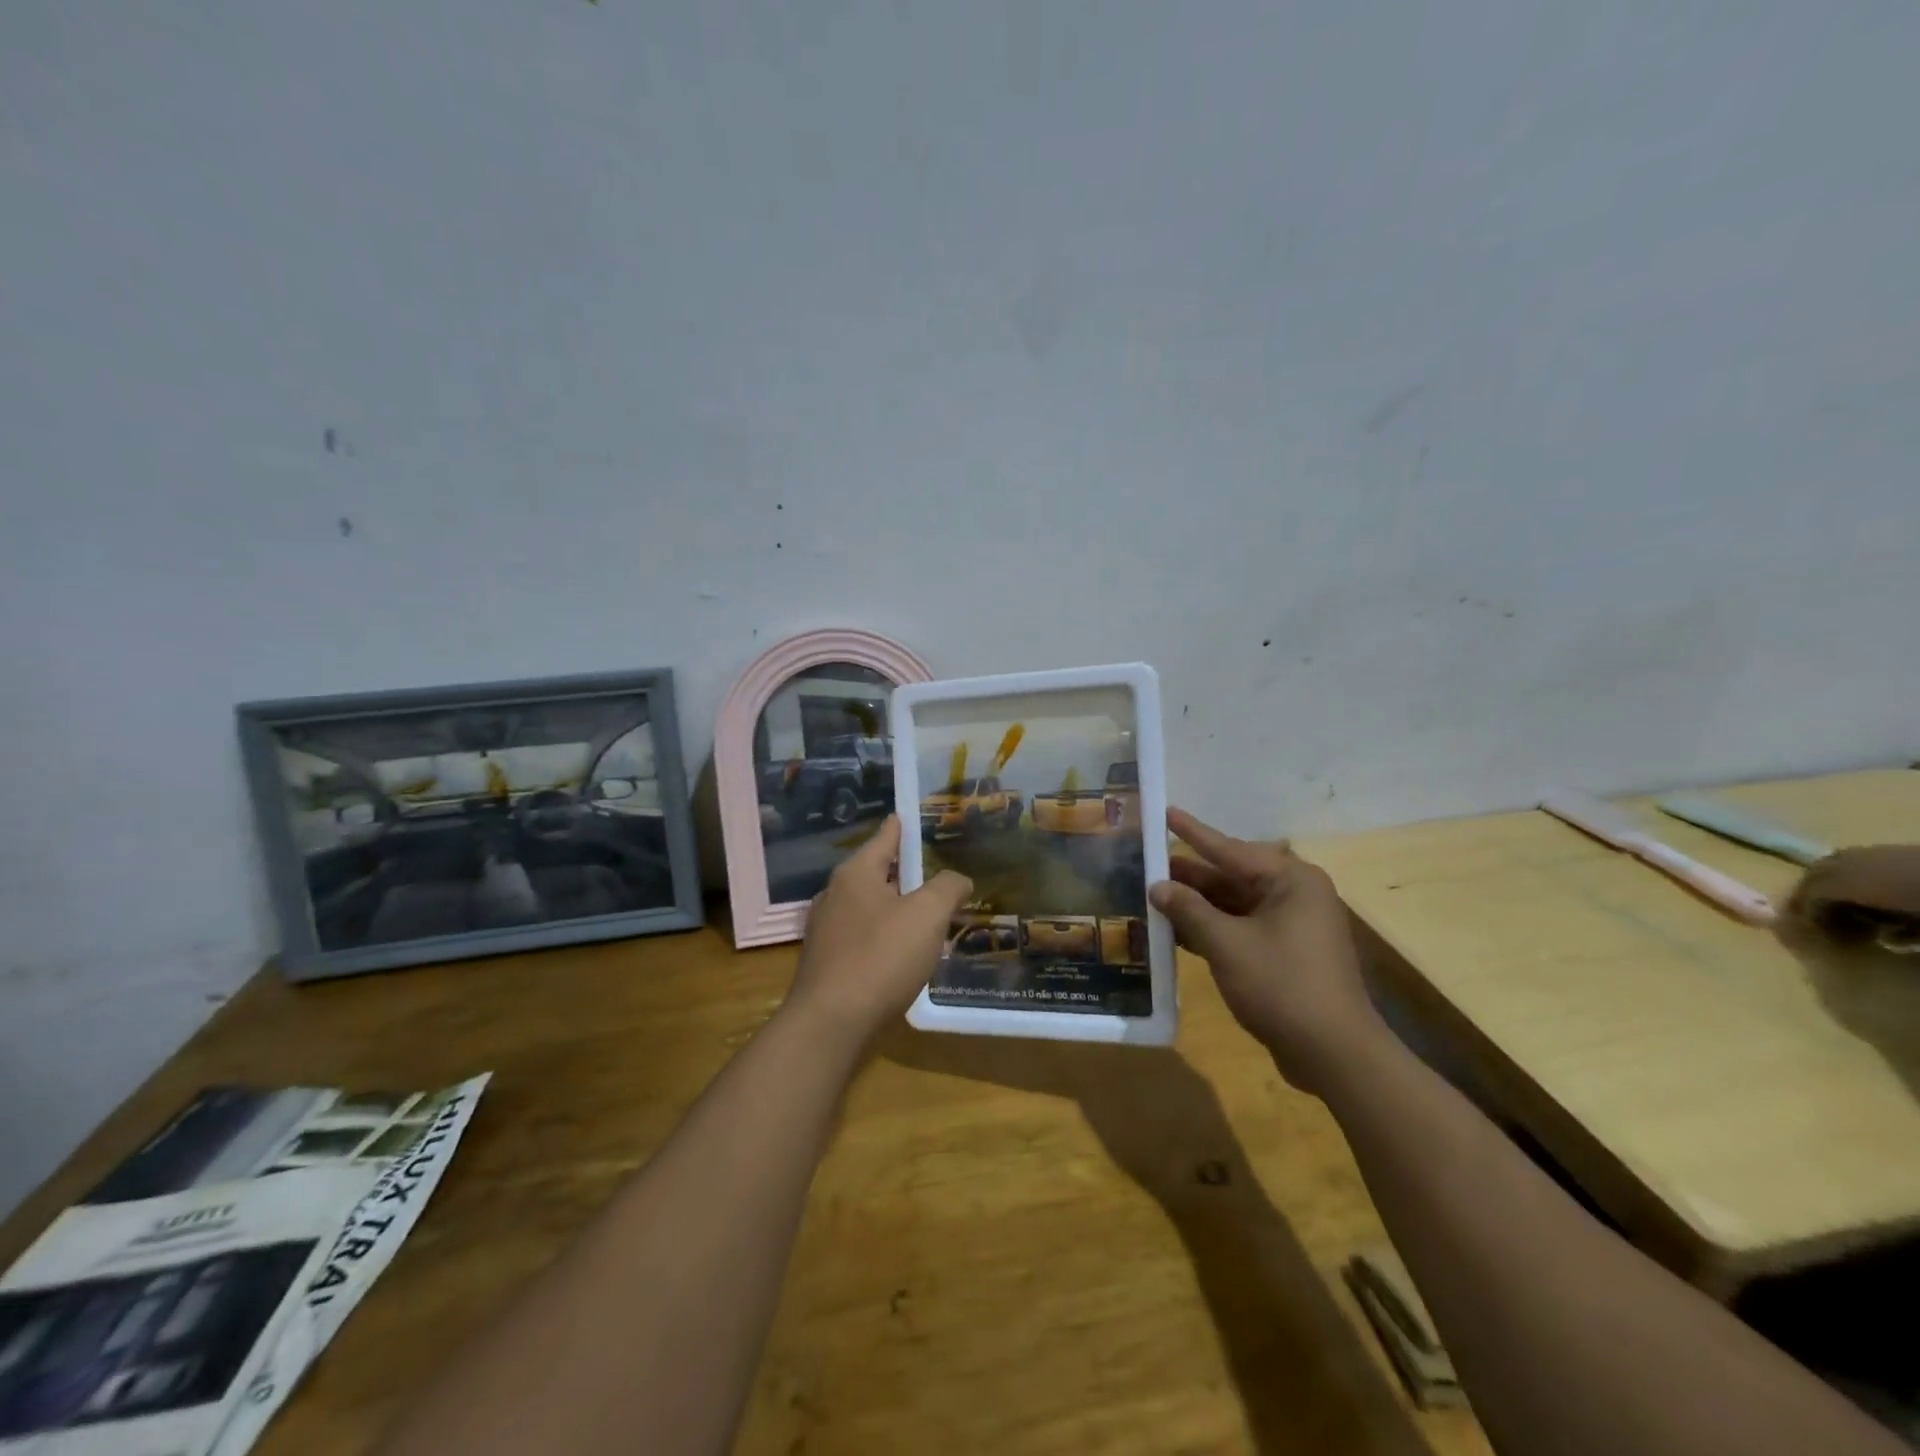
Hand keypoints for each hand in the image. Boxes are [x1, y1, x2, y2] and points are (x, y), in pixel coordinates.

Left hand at [784, 816, 973, 1045]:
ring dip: (899, 907)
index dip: (905, 826)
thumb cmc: (881, 957)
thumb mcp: (927, 915)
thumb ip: (947, 888)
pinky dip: (886, 935)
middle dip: (907, 871)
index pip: (886, 836)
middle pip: (878, 871)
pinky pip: (864, 935)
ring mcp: (827, 929)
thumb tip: (958, 879)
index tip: (915, 816)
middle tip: (939, 871)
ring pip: (871, 906)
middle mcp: (836, 893)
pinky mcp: (827, 961)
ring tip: (930, 913)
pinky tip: (905, 952)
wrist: (831, 1023)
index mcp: (856, 873)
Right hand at [1149, 808, 1384, 1093]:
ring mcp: (1291, 926)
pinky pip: (1241, 929)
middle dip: (1189, 875)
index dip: (1193, 832)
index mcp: (1290, 881)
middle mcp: (1294, 895)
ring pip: (1234, 905)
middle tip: (1147, 863)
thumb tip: (1158, 886)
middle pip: (1231, 877)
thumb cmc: (1281, 986)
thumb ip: (1189, 910)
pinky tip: (1176, 932)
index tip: (1165, 812)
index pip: (1230, 848)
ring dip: (1197, 905)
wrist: (1334, 1054)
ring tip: (1152, 896)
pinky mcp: (1286, 954)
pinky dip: (1211, 929)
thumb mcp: (1227, 944)